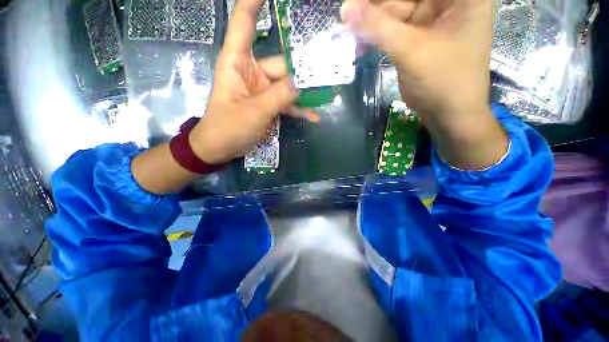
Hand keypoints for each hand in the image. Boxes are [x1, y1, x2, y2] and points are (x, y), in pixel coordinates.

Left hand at [189, 0, 318, 164]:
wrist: (220, 148)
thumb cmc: (228, 128)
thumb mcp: (255, 112)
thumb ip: (280, 96)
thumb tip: (303, 82)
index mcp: (238, 62)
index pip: (244, 22)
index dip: (254, 2)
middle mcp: (252, 72)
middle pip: (281, 64)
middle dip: (303, 70)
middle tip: (328, 71)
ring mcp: (261, 90)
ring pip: (287, 86)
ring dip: (305, 93)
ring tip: (327, 95)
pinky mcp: (267, 105)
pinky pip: (286, 103)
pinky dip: (298, 109)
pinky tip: (313, 116)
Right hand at [342, 0, 507, 168]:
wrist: (447, 114)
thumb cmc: (443, 80)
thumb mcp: (411, 50)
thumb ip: (378, 28)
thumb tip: (345, 9)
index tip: (361, 2)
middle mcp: (447, 2)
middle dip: (377, 3)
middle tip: (349, 9)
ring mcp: (430, 19)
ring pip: (396, 9)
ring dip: (373, 17)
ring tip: (348, 19)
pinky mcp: (416, 37)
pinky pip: (393, 27)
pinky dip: (376, 31)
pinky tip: (360, 33)